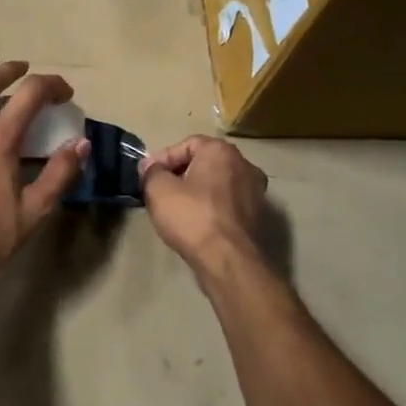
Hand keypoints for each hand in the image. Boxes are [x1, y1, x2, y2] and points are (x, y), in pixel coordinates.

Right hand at [139, 136, 269, 288]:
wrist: (229, 261)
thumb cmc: (192, 217)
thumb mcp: (158, 189)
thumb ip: (152, 172)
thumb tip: (151, 168)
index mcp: (221, 151)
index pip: (186, 145)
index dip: (162, 159)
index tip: (147, 176)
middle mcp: (244, 164)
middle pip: (204, 163)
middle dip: (180, 174)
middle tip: (159, 190)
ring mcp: (255, 191)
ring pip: (216, 184)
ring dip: (195, 192)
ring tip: (175, 208)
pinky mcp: (257, 216)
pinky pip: (227, 203)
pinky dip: (210, 208)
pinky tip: (195, 223)